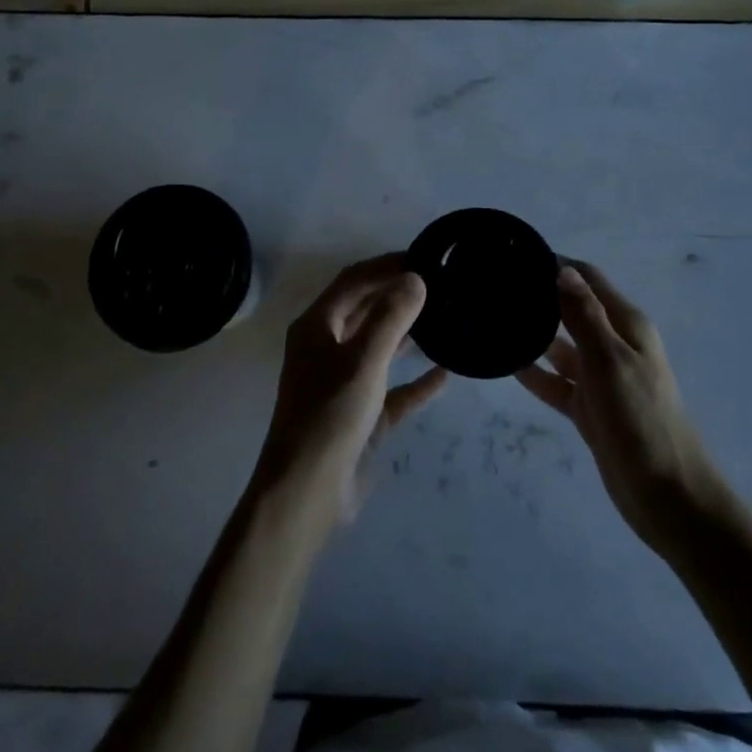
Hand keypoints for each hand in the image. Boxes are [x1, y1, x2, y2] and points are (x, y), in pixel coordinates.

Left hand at [250, 255, 447, 534]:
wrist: (307, 495)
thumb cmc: (330, 416)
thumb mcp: (364, 361)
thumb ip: (391, 317)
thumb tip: (415, 278)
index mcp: (317, 326)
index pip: (353, 281)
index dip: (385, 265)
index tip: (422, 257)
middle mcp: (327, 348)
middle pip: (365, 309)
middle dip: (397, 294)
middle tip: (438, 283)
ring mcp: (343, 383)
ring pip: (379, 347)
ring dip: (406, 333)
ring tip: (443, 317)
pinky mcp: (360, 415)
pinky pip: (392, 389)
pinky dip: (414, 381)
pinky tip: (445, 374)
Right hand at [516, 262, 718, 552]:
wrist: (669, 498)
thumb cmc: (642, 420)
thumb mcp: (610, 361)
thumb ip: (584, 315)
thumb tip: (562, 269)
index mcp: (626, 325)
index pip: (587, 279)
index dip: (556, 264)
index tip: (516, 256)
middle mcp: (613, 344)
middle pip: (571, 309)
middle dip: (539, 297)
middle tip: (495, 287)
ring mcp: (600, 378)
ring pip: (560, 346)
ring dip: (533, 334)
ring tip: (493, 321)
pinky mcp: (590, 408)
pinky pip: (556, 382)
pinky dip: (535, 373)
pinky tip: (507, 365)